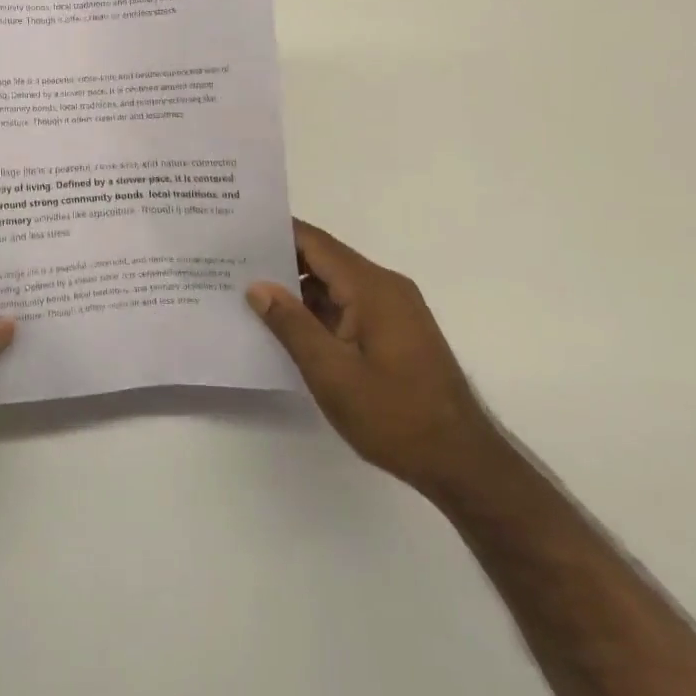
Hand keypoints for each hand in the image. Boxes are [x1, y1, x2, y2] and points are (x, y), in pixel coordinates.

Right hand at [247, 220, 496, 499]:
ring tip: (248, 294)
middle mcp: (385, 287)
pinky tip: (286, 326)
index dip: (275, 233)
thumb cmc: (395, 416)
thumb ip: (292, 325)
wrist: (463, 463)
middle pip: (324, 259)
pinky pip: (348, 305)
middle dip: (279, 261)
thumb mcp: (332, 374)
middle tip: (231, 264)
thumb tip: (258, 286)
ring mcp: (393, 309)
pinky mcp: (395, 331)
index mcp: (372, 287)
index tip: (236, 231)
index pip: (315, 242)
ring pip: (335, 284)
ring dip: (296, 289)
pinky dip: (317, 310)